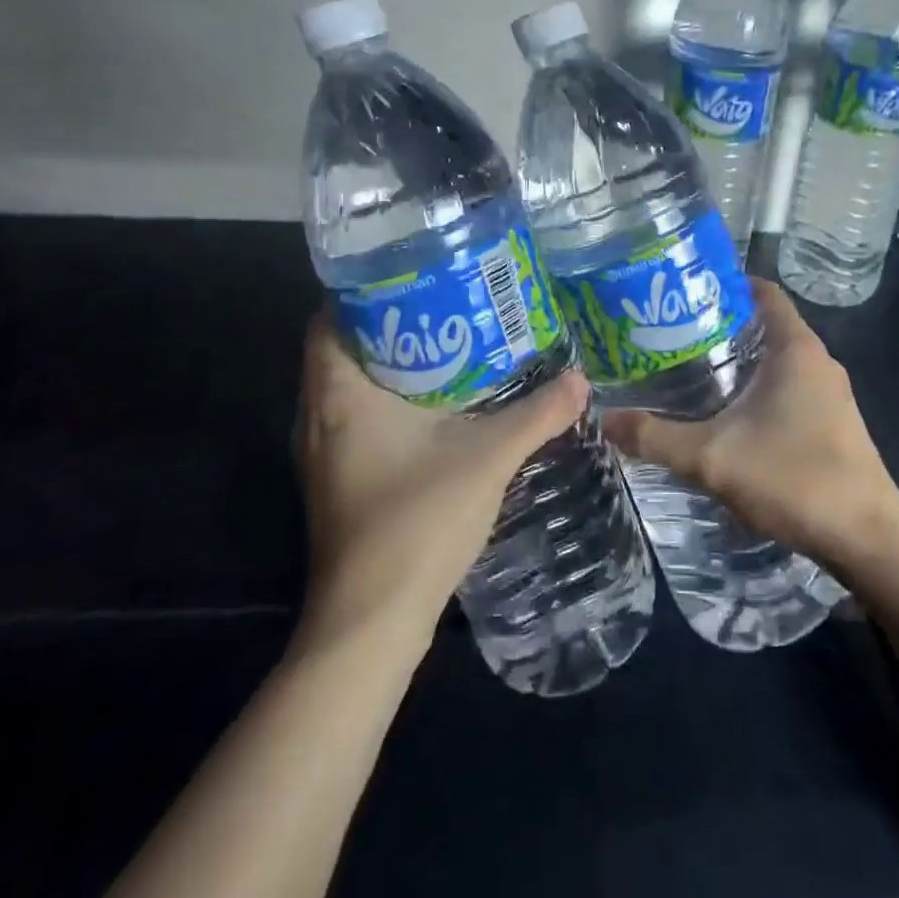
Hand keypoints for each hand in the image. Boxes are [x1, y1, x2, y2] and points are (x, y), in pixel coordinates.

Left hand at [296, 312, 587, 641]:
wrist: (371, 623)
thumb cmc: (417, 523)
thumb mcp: (488, 458)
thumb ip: (537, 415)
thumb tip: (581, 379)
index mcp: (339, 395)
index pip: (330, 317)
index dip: (366, 291)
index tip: (415, 275)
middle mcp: (317, 416)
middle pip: (341, 347)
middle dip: (389, 322)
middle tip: (444, 302)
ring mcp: (321, 452)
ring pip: (347, 385)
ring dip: (388, 362)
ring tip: (446, 342)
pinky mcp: (335, 479)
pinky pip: (353, 416)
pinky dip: (385, 398)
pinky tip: (434, 404)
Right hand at [602, 279, 898, 571]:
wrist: (868, 540)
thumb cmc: (794, 478)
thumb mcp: (712, 457)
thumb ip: (655, 437)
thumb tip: (604, 420)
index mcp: (796, 349)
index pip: (764, 292)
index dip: (727, 283)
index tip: (685, 290)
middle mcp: (818, 361)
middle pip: (767, 324)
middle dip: (722, 324)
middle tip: (672, 332)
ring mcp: (830, 394)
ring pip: (778, 360)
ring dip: (740, 360)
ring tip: (690, 369)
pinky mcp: (834, 423)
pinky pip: (790, 387)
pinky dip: (758, 388)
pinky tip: (728, 414)